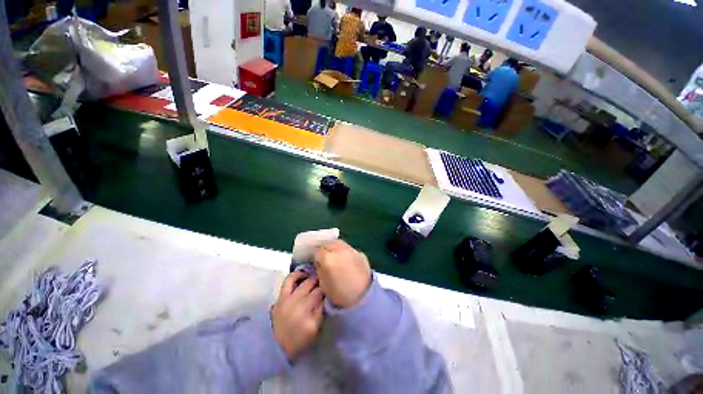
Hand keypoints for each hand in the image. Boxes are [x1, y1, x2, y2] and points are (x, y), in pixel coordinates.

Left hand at [271, 272, 323, 359]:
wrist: (277, 348)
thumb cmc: (301, 341)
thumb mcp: (316, 329)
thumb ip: (321, 310)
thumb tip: (326, 295)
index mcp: (307, 312)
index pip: (320, 292)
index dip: (326, 288)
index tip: (330, 288)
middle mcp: (296, 302)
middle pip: (311, 284)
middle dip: (320, 281)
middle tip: (324, 282)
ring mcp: (286, 299)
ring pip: (301, 280)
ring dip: (309, 276)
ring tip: (315, 277)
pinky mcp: (279, 298)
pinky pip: (288, 281)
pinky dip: (296, 275)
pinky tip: (303, 275)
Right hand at [314, 240, 371, 308]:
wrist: (364, 297)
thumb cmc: (340, 294)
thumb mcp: (323, 284)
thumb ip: (319, 269)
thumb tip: (319, 262)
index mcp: (328, 258)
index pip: (317, 250)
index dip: (315, 256)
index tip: (316, 261)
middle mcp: (339, 250)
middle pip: (327, 243)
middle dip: (324, 248)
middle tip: (323, 256)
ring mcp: (350, 249)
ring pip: (338, 242)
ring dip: (334, 247)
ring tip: (333, 255)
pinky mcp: (359, 252)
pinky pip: (348, 248)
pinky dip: (344, 250)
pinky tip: (344, 258)